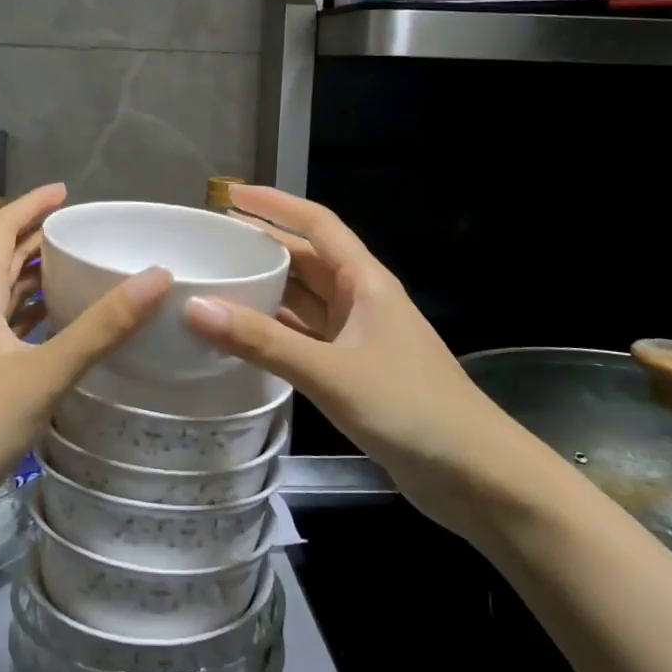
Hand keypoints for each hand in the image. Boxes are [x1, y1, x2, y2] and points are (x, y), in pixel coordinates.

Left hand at [0, 183, 172, 514]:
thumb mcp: (44, 374)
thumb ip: (101, 329)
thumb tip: (156, 277)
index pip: (0, 230)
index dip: (30, 205)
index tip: (65, 192)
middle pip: (1, 260)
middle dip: (37, 238)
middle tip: (81, 230)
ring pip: (2, 296)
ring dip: (34, 277)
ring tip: (76, 269)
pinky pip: (6, 329)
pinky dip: (32, 316)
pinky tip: (56, 329)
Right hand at [180, 185, 550, 537]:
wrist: (476, 476)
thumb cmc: (410, 409)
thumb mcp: (330, 372)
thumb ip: (263, 341)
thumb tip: (194, 306)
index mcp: (366, 282)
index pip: (317, 224)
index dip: (275, 204)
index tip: (231, 195)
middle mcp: (362, 300)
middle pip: (306, 259)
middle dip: (263, 245)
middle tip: (212, 242)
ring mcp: (360, 337)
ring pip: (305, 300)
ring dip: (267, 288)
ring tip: (217, 281)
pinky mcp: (355, 371)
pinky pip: (305, 337)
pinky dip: (275, 331)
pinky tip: (243, 336)